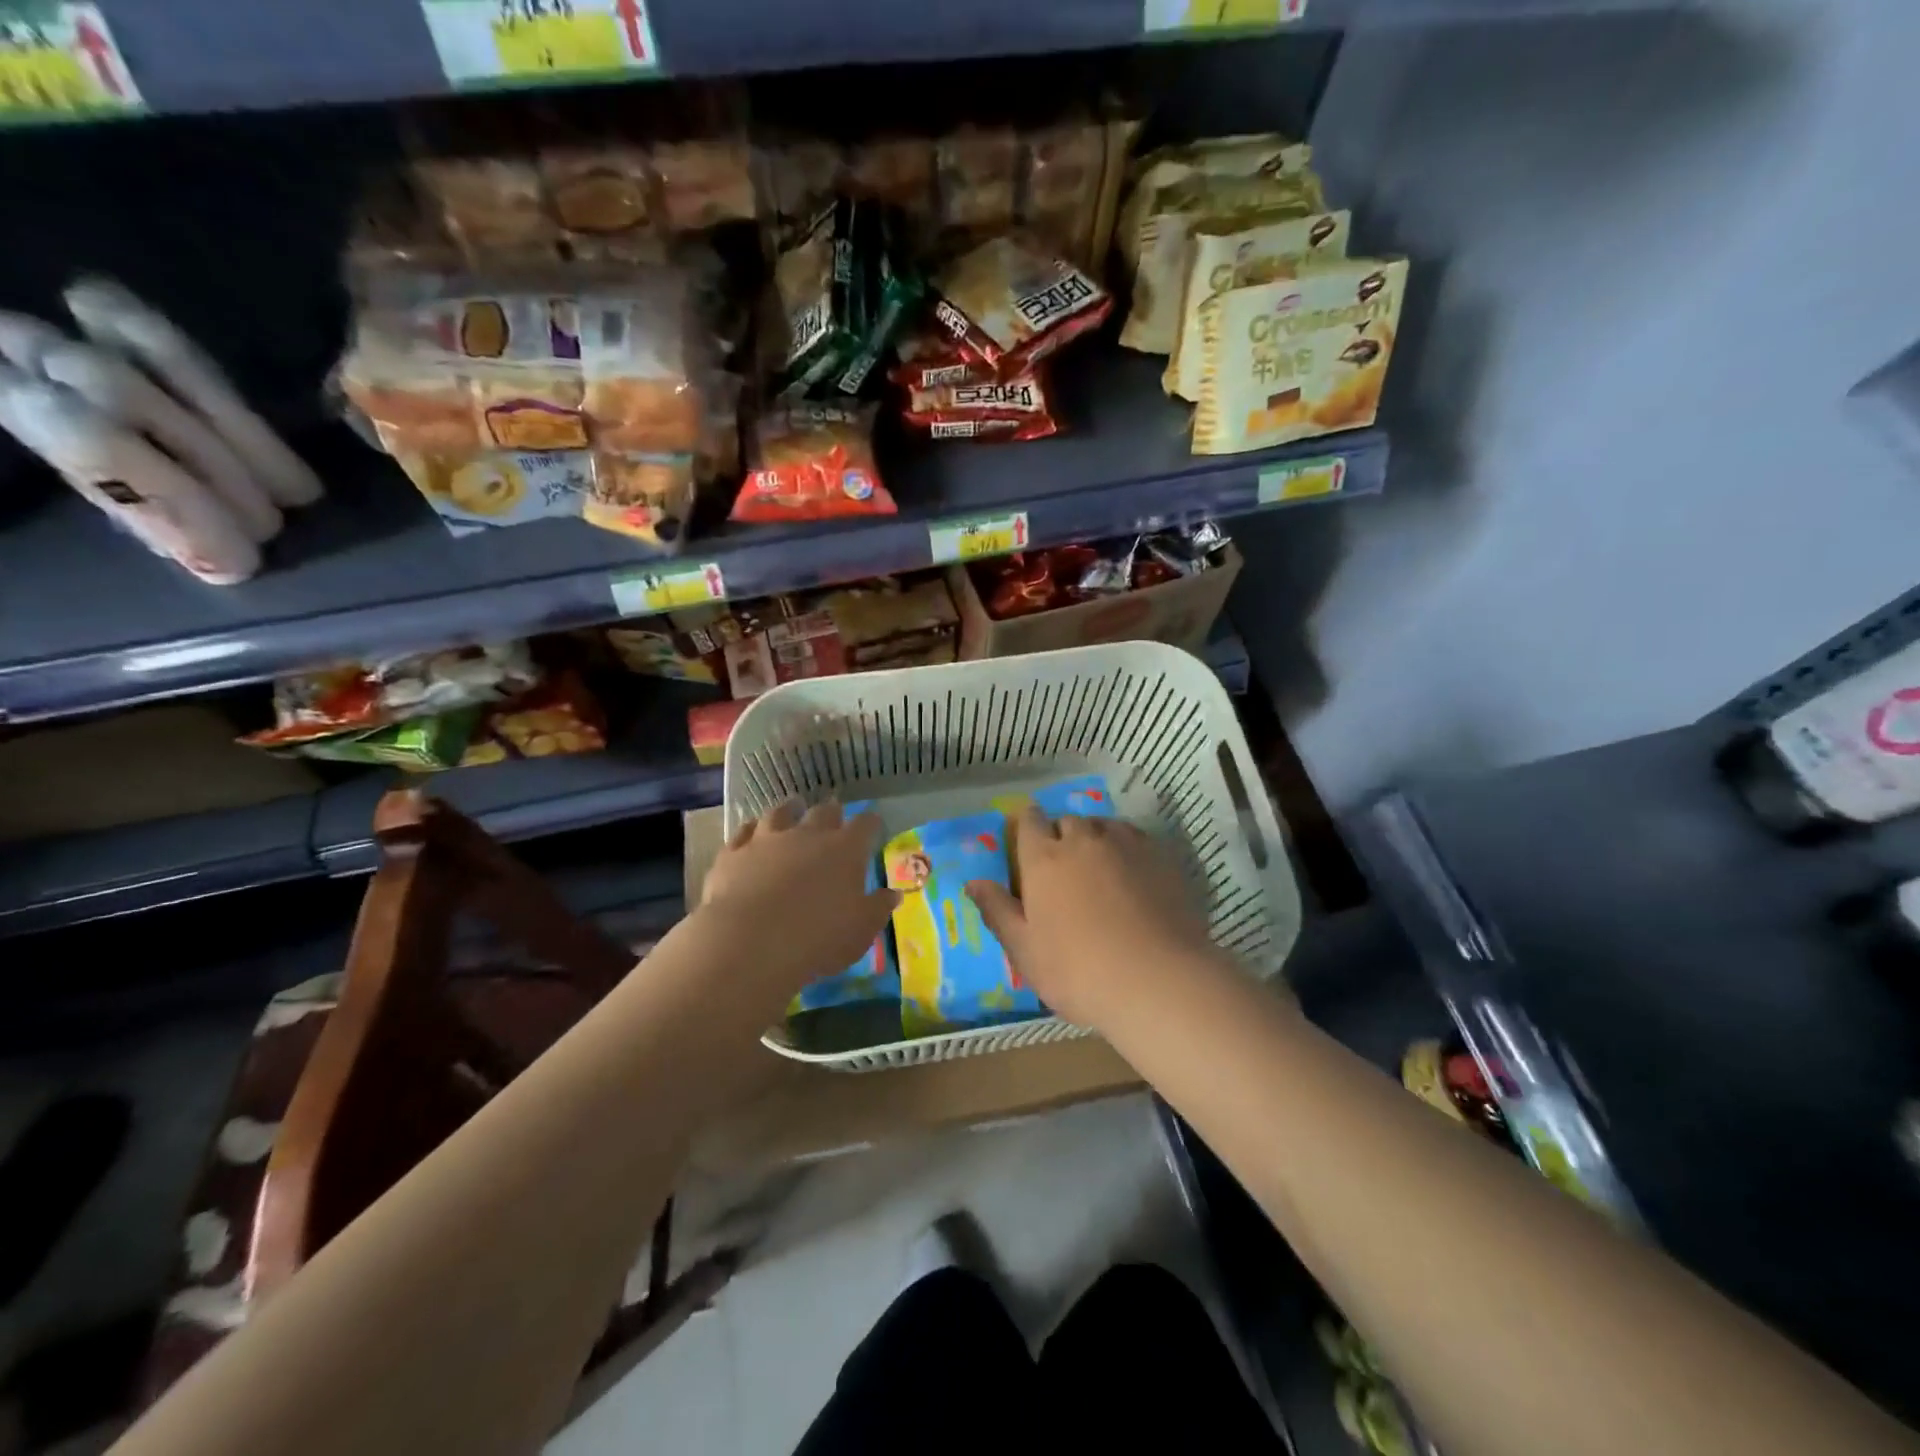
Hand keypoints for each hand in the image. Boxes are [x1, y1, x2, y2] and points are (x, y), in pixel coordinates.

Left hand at [697, 799, 897, 1008]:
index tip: (874, 824)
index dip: (871, 823)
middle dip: (831, 812)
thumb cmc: (818, 938)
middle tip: (834, 812)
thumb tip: (892, 894)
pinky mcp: (734, 853)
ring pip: (780, 813)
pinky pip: (743, 831)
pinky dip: (750, 829)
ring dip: (789, 809)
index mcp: (845, 850)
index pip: (865, 826)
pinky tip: (751, 830)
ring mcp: (767, 840)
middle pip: (823, 812)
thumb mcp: (861, 930)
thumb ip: (878, 908)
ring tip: (792, 806)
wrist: (750, 942)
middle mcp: (808, 835)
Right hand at [965, 808, 1216, 1028]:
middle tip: (1062, 868)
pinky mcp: (1160, 857)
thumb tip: (973, 882)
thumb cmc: (1078, 971)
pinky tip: (1132, 873)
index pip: (1028, 822)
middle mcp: (1082, 840)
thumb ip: (998, 911)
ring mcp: (1125, 845)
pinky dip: (1126, 848)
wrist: (1157, 980)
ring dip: (1095, 838)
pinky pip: (1135, 838)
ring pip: (1103, 826)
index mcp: (1043, 859)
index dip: (1026, 826)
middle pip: (1066, 822)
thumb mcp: (1025, 950)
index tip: (1027, 842)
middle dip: (1061, 836)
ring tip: (1098, 867)